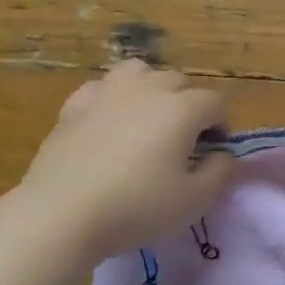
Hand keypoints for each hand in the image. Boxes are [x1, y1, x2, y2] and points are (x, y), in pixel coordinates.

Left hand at [18, 60, 233, 262]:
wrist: (63, 213)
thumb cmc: (138, 208)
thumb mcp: (196, 200)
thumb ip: (220, 172)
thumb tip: (221, 153)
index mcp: (182, 109)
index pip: (216, 102)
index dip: (222, 125)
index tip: (214, 152)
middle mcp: (147, 89)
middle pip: (179, 82)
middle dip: (189, 105)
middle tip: (184, 141)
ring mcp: (106, 93)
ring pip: (138, 72)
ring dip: (151, 89)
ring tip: (148, 119)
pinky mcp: (73, 106)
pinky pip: (102, 88)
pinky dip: (113, 99)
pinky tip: (109, 122)